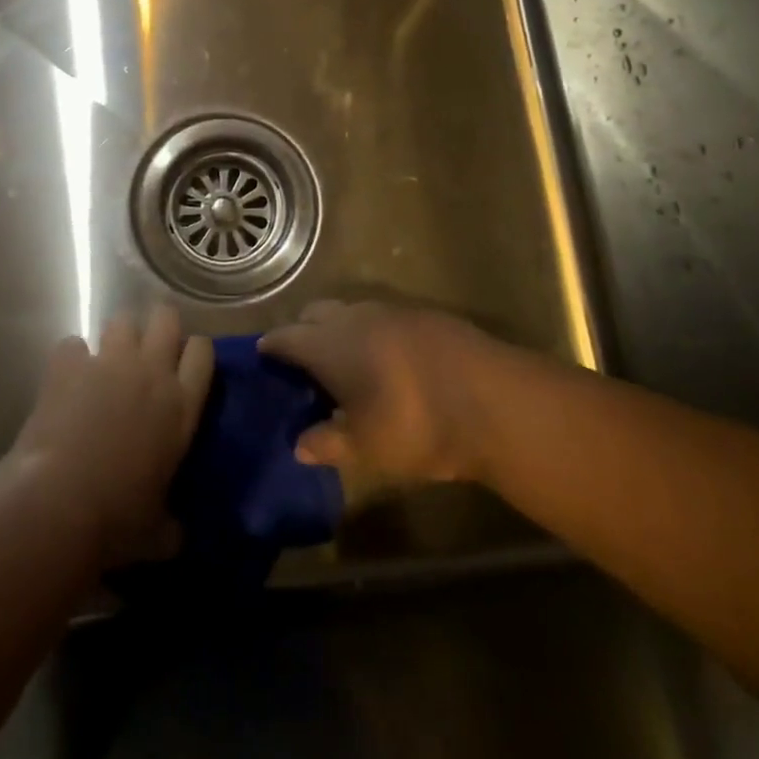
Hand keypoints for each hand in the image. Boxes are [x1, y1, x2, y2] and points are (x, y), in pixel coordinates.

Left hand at [9, 307, 213, 568]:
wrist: (57, 504)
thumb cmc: (116, 521)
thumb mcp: (156, 534)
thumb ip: (172, 527)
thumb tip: (178, 538)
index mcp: (181, 406)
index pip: (203, 352)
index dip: (195, 352)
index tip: (186, 365)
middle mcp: (151, 372)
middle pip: (166, 318)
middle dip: (159, 326)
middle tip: (149, 351)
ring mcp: (109, 362)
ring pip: (122, 321)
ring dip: (117, 338)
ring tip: (108, 362)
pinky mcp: (68, 365)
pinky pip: (73, 345)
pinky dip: (71, 359)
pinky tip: (66, 380)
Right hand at [258, 299, 493, 485]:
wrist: (494, 401)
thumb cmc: (417, 427)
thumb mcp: (368, 448)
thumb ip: (329, 443)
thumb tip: (300, 445)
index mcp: (330, 345)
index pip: (287, 336)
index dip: (272, 346)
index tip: (264, 356)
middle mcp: (355, 317)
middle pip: (316, 313)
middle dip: (304, 331)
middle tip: (304, 363)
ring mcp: (392, 310)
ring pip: (351, 311)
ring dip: (340, 330)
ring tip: (346, 363)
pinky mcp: (425, 314)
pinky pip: (384, 316)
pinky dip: (373, 332)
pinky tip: (388, 360)